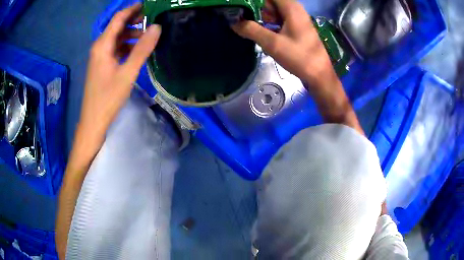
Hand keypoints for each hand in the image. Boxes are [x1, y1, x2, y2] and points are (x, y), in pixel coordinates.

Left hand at [76, 3, 160, 162]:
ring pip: (118, 38)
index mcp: (103, 45)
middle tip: (154, 20)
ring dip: (132, 35)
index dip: (133, 9)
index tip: (150, 6)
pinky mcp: (103, 65)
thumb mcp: (127, 73)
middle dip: (135, 21)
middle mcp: (100, 47)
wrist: (94, 121)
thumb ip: (142, 49)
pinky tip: (138, 51)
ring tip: (149, 36)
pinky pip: (116, 49)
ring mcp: (101, 56)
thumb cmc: (108, 98)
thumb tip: (157, 27)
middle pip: (118, 27)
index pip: (118, 18)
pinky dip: (127, 46)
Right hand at [231, 0, 335, 89]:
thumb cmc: (299, 57)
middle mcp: (294, 8)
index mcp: (291, 7)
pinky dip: (269, 23)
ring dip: (261, 16)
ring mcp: (297, 18)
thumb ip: (251, 30)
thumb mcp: (272, 43)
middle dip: (256, 8)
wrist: (319, 74)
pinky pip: (279, 19)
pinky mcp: (297, 27)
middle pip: (270, 2)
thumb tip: (233, 22)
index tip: (241, 7)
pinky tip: (262, 32)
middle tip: (242, 18)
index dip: (253, 1)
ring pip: (274, 10)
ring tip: (248, 25)